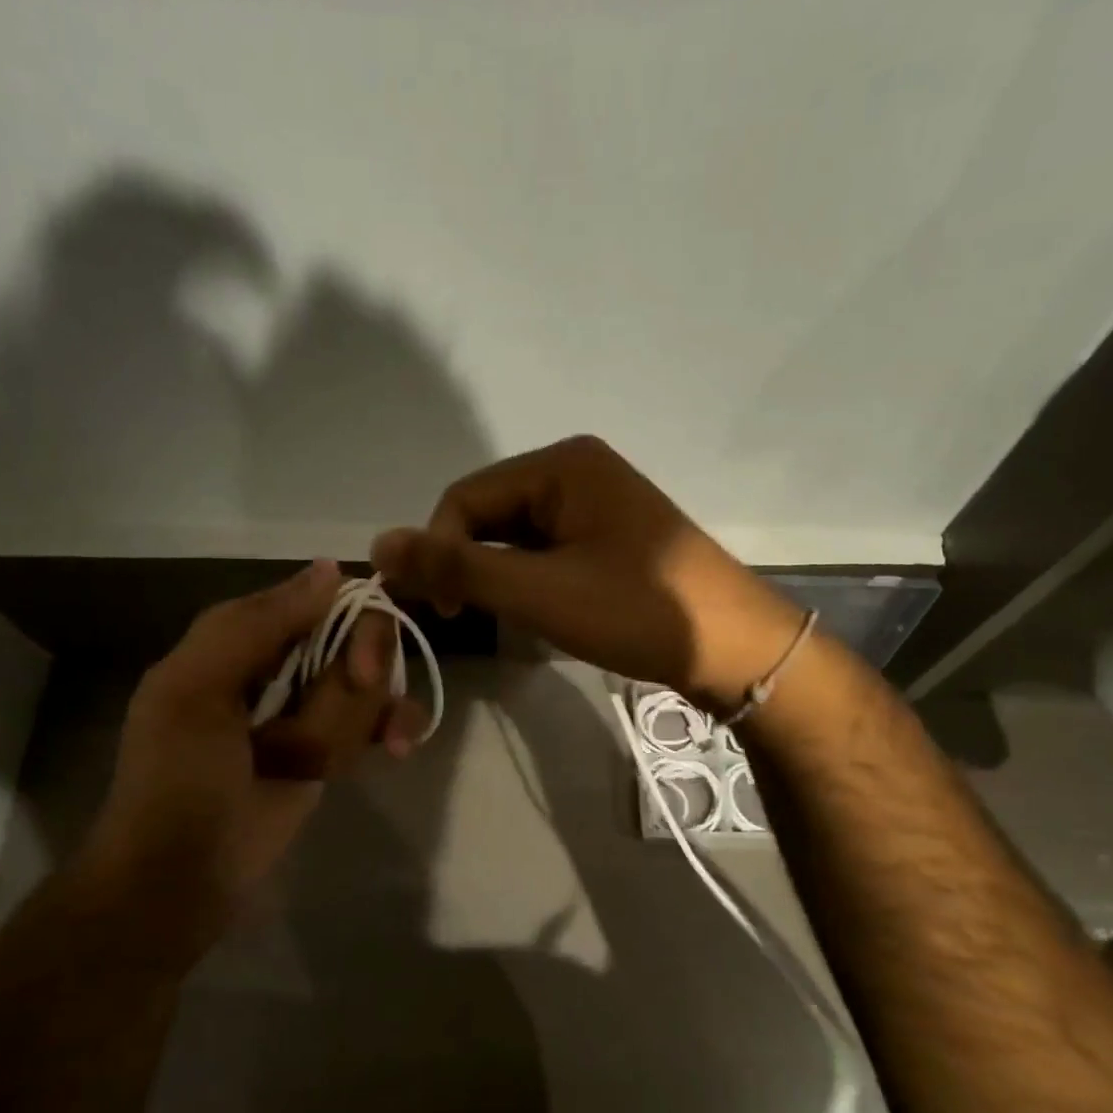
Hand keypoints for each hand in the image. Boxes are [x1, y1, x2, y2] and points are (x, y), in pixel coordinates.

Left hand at [81, 561, 425, 913]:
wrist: (180, 878)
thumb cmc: (176, 780)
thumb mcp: (195, 690)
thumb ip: (258, 624)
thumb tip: (332, 568)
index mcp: (243, 637)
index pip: (323, 598)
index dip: (356, 624)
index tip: (363, 665)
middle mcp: (284, 663)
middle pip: (360, 641)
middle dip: (355, 684)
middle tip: (335, 720)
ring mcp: (312, 708)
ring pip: (372, 687)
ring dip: (352, 726)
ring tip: (310, 766)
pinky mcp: (333, 748)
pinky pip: (380, 720)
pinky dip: (394, 729)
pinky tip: (396, 749)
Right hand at [371, 435, 805, 713]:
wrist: (735, 648)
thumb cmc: (638, 611)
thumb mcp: (540, 592)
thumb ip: (459, 569)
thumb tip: (378, 544)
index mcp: (561, 464)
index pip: (465, 498)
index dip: (439, 551)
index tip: (439, 610)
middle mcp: (577, 471)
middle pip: (489, 513)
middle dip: (469, 565)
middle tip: (464, 619)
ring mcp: (597, 506)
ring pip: (516, 537)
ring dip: (498, 577)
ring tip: (507, 620)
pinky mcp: (610, 539)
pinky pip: (546, 552)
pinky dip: (529, 581)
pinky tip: (538, 612)